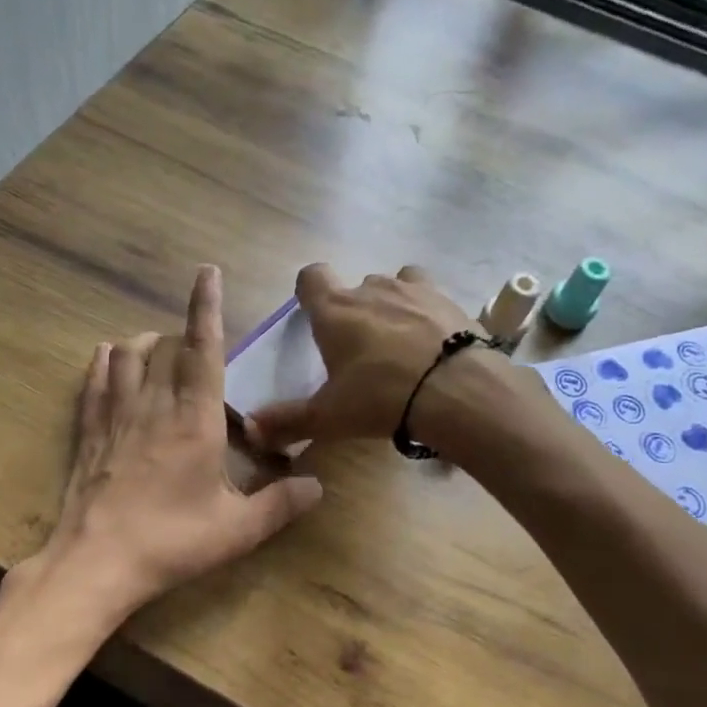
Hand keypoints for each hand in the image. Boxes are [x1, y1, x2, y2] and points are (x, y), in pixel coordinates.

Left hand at [23, 266, 322, 629]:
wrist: (95, 563)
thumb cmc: (171, 542)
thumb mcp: (237, 530)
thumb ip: (281, 504)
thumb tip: (319, 486)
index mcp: (194, 420)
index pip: (203, 350)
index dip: (207, 308)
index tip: (207, 272)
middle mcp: (153, 406)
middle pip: (164, 348)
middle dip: (180, 334)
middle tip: (195, 345)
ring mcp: (116, 416)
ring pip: (126, 356)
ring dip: (143, 344)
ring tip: (156, 348)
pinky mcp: (88, 432)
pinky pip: (94, 382)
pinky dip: (104, 363)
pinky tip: (107, 357)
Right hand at [246, 263, 494, 450]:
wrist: (456, 390)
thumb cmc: (380, 397)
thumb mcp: (329, 416)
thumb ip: (288, 420)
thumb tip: (249, 429)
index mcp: (335, 310)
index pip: (311, 277)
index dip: (309, 291)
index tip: (313, 313)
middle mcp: (371, 289)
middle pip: (355, 287)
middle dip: (354, 310)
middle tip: (359, 349)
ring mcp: (413, 290)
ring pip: (394, 285)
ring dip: (391, 306)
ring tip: (399, 342)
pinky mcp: (448, 300)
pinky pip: (429, 296)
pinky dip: (426, 312)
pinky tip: (432, 340)